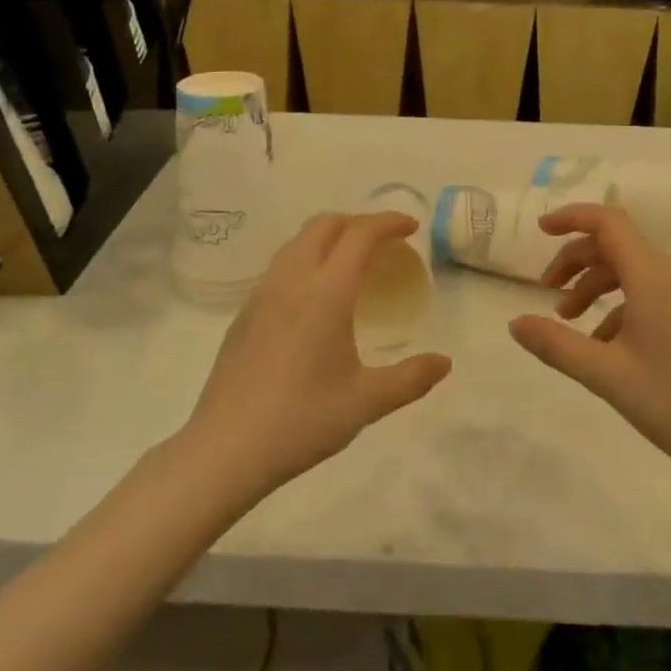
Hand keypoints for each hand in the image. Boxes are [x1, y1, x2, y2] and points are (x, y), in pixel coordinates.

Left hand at [187, 213, 450, 496]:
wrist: (225, 449)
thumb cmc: (301, 421)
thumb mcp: (366, 403)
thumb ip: (411, 378)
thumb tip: (445, 363)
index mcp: (325, 294)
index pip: (359, 235)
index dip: (388, 222)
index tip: (411, 228)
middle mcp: (291, 282)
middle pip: (324, 225)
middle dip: (358, 222)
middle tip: (384, 243)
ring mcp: (261, 295)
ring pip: (297, 242)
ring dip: (329, 237)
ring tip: (351, 263)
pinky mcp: (243, 314)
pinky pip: (280, 266)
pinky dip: (306, 259)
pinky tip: (315, 297)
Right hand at [508, 204, 670, 484]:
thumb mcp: (605, 374)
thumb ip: (556, 344)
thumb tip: (515, 323)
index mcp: (652, 277)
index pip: (608, 222)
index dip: (571, 218)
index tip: (539, 231)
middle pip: (616, 246)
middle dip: (576, 261)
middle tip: (546, 293)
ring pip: (632, 272)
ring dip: (595, 286)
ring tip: (568, 321)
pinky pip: (651, 295)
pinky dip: (619, 307)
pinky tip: (604, 345)